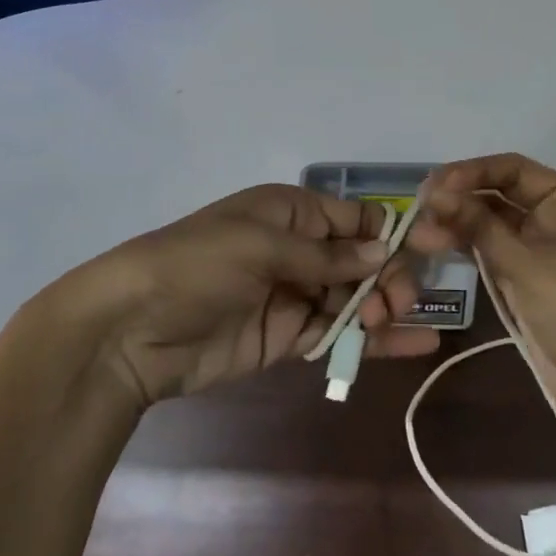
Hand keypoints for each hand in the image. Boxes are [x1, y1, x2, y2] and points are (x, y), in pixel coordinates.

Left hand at [66, 185, 437, 407]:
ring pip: (354, 298)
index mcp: (291, 211)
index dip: (389, 236)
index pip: (355, 219)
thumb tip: (383, 256)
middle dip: (388, 277)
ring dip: (384, 309)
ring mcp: (293, 295)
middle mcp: (298, 249)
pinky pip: (337, 334)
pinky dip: (370, 340)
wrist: (130, 330)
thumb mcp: (260, 245)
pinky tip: (411, 344)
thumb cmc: (197, 265)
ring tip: (406, 323)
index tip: (425, 256)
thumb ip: (324, 255)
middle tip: (398, 304)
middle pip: (361, 261)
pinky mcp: (287, 338)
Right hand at [408, 154, 555, 477]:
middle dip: (460, 199)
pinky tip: (437, 245)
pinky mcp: (527, 275)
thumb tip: (433, 192)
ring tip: (421, 233)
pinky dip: (468, 246)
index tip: (432, 185)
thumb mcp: (524, 264)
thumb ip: (477, 225)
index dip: (471, 172)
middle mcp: (555, 216)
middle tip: (419, 209)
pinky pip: (493, 248)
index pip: (513, 169)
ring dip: (458, 224)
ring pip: (491, 223)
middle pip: (499, 193)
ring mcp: (541, 247)